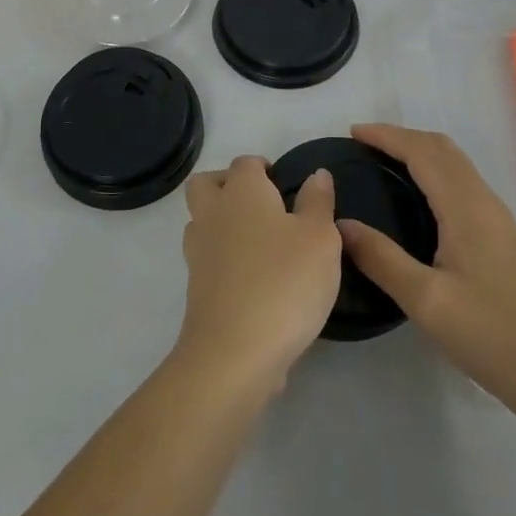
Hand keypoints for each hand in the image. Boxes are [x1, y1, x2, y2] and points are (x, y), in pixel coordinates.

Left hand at [175, 156, 343, 396]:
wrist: (235, 351)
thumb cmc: (285, 282)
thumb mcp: (320, 238)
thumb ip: (318, 202)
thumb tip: (316, 174)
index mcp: (242, 192)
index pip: (245, 163)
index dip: (263, 168)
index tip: (284, 183)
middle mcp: (213, 214)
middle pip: (206, 184)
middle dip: (228, 184)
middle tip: (262, 204)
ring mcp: (199, 251)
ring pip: (201, 220)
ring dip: (222, 222)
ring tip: (258, 241)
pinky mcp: (196, 287)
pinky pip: (206, 258)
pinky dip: (223, 258)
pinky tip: (252, 276)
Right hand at [338, 123, 515, 423]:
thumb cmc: (493, 336)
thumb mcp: (427, 302)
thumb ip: (382, 259)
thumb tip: (341, 224)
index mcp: (466, 208)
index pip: (422, 152)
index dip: (387, 136)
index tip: (352, 133)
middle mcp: (485, 203)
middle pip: (442, 150)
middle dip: (402, 138)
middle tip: (363, 146)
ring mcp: (499, 221)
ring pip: (456, 166)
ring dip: (420, 153)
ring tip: (384, 165)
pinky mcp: (504, 240)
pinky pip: (463, 186)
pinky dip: (435, 173)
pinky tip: (420, 201)